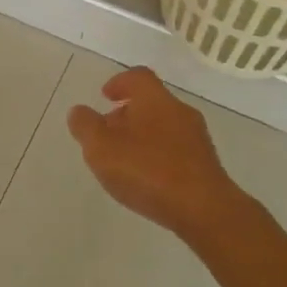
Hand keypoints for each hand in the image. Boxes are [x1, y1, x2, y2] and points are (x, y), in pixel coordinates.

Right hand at [66, 67, 243, 236]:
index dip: (119, 82)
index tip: (105, 96)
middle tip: (108, 132)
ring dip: (143, 135)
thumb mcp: (101, 148)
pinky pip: (176, 150)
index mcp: (155, 99)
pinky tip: (148, 178)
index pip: (138, 77)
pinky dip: (158, 155)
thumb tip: (79, 111)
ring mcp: (197, 138)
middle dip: (128, 113)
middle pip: (151, 102)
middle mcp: (179, 111)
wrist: (204, 210)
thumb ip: (85, 126)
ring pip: (164, 126)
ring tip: (125, 159)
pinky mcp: (206, 164)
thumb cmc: (148, 170)